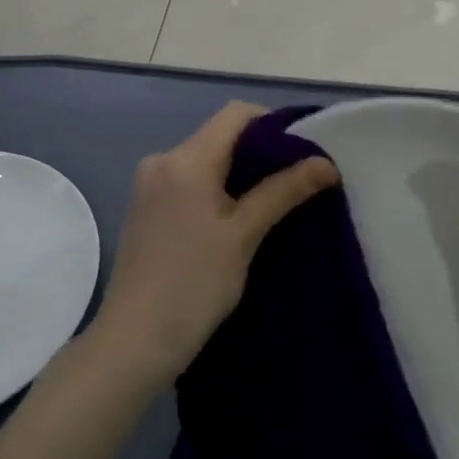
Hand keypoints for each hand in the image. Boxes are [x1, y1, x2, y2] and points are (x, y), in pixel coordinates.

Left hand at [92, 103, 335, 386]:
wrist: (132, 344)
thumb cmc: (193, 285)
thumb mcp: (245, 235)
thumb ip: (283, 191)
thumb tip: (326, 163)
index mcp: (185, 159)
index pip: (236, 114)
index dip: (273, 124)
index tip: (302, 152)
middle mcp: (162, 160)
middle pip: (220, 135)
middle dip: (259, 152)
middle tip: (295, 180)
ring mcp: (149, 185)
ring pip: (205, 160)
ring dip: (238, 173)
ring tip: (271, 202)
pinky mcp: (145, 209)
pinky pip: (189, 181)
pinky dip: (216, 189)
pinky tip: (235, 220)